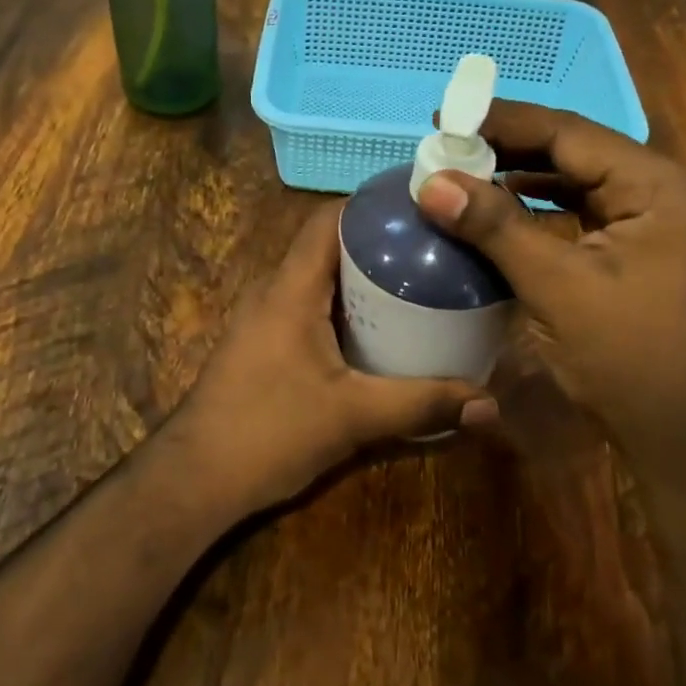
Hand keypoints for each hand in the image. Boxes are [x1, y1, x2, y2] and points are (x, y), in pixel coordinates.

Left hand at [174, 201, 497, 514]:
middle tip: (434, 250)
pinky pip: (309, 308)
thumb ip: (421, 405)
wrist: (195, 479)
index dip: (370, 205)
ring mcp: (263, 320)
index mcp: (290, 289)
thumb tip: (489, 404)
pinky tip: (380, 331)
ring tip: (419, 283)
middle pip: (328, 247)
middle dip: (379, 243)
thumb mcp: (352, 416)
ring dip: (362, 279)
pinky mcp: (263, 346)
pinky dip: (345, 309)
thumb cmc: (268, 432)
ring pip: (319, 280)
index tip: (421, 208)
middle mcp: (273, 292)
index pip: (327, 220)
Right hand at [415, 101, 685, 449]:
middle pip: (572, 152)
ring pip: (572, 182)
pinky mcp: (632, 251)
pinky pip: (576, 214)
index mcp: (655, 185)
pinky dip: (534, 209)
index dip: (503, 121)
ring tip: (462, 170)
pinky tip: (496, 210)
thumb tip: (431, 183)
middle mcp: (657, 191)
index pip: (569, 132)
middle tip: (446, 144)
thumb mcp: (556, 285)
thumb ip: (495, 227)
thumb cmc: (629, 355)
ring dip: (518, 176)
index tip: (444, 117)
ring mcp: (648, 223)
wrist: (683, 434)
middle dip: (508, 147)